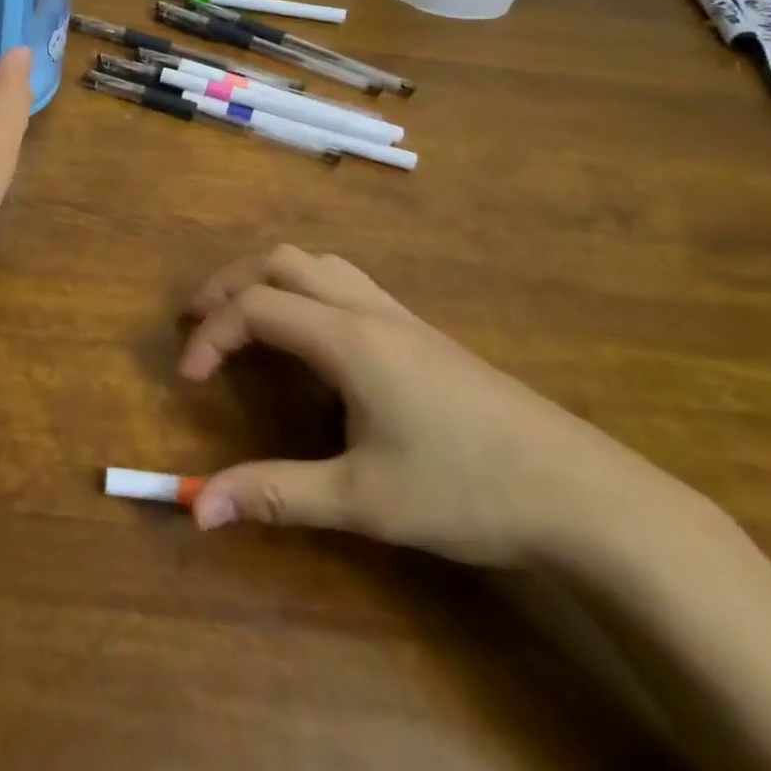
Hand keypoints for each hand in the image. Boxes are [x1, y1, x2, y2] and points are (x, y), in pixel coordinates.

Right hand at [179, 245, 668, 565]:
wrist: (582, 493)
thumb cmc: (466, 490)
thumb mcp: (361, 500)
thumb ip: (274, 494)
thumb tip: (198, 508)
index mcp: (347, 338)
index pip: (255, 308)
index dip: (210, 335)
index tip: (188, 377)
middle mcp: (367, 309)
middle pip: (280, 262)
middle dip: (229, 284)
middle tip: (198, 322)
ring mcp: (399, 314)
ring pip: (317, 263)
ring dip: (269, 279)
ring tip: (245, 318)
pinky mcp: (420, 331)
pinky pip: (344, 282)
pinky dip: (304, 289)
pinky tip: (311, 337)